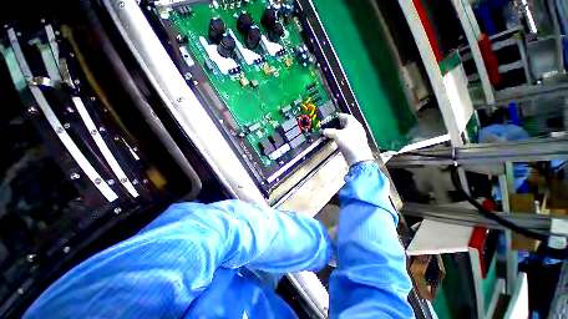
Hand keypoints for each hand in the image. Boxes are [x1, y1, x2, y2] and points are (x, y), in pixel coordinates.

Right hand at [323, 113, 373, 165]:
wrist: (358, 157)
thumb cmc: (348, 142)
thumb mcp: (337, 135)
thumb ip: (330, 132)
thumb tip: (323, 131)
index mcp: (353, 123)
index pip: (345, 116)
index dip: (338, 116)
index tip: (331, 117)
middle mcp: (356, 128)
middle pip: (346, 123)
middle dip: (338, 124)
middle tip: (330, 125)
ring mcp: (357, 136)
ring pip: (347, 131)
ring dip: (339, 131)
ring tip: (331, 132)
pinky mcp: (355, 143)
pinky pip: (347, 137)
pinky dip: (342, 137)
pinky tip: (337, 140)